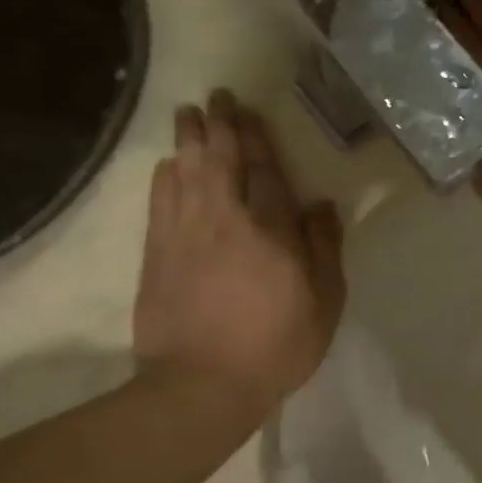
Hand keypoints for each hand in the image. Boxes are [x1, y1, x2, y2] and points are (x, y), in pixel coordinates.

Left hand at [134, 89, 345, 410]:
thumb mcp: (324, 302)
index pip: (264, 171)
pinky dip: (165, 177)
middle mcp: (226, 220)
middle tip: (214, 97)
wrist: (201, 385)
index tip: (248, 110)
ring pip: (187, 173)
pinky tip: (166, 163)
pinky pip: (161, 202)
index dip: (256, 138)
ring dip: (189, 141)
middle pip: (221, 161)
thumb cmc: (276, 344)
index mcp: (271, 229)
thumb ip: (324, 248)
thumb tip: (320, 205)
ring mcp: (186, 234)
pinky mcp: (158, 254)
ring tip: (188, 114)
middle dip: (220, 125)